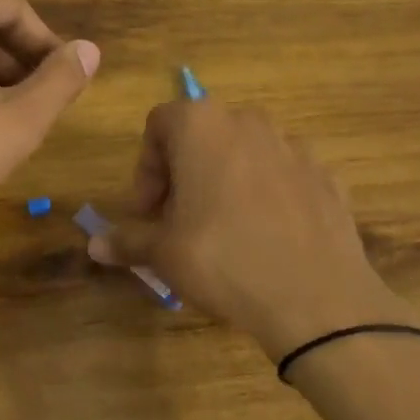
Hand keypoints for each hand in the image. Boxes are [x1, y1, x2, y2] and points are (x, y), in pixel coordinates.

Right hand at [89, 100, 408, 360]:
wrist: (318, 297)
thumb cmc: (224, 260)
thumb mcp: (165, 254)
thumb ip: (127, 240)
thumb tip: (94, 245)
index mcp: (202, 125)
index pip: (158, 123)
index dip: (146, 168)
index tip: (149, 211)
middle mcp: (247, 121)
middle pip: (202, 135)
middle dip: (184, 173)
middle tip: (179, 221)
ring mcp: (293, 145)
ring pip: (244, 152)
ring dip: (225, 180)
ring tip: (224, 230)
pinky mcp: (325, 174)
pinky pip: (282, 175)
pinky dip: (266, 194)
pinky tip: (267, 237)